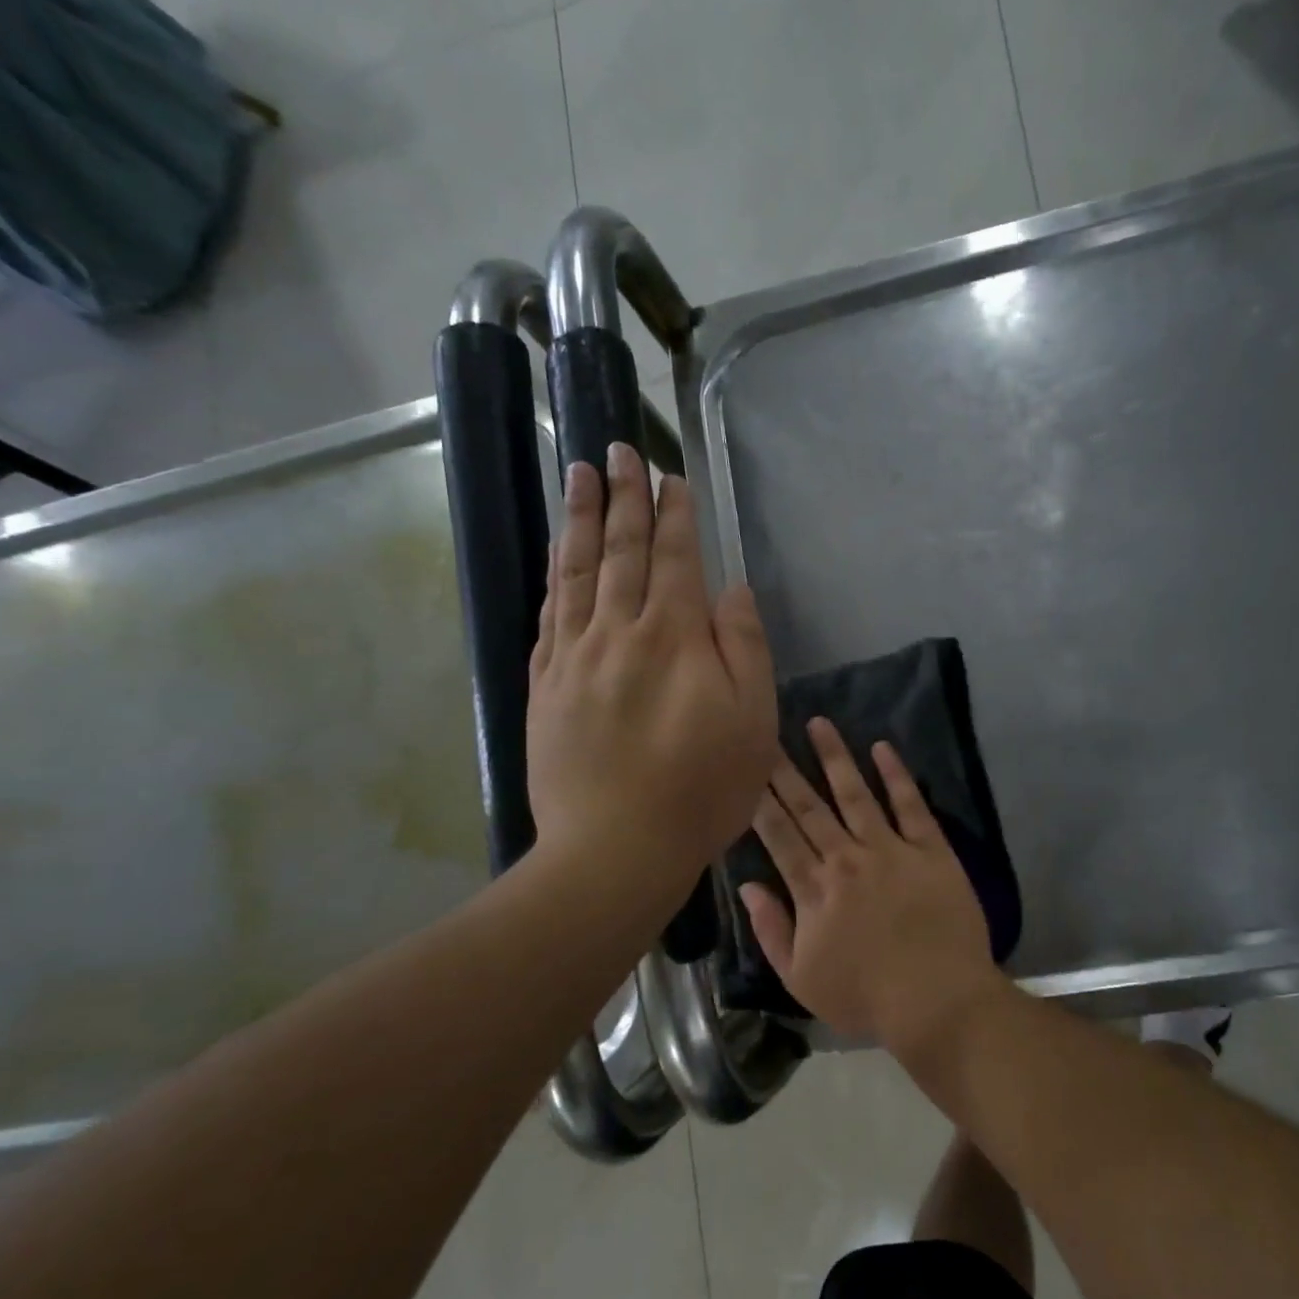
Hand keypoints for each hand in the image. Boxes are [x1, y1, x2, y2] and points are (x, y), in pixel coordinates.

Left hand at [525, 441, 777, 897]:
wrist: (617, 847)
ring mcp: (574, 658)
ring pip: (576, 573)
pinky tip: (557, 557)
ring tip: (579, 476)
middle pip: (621, 552)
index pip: (673, 559)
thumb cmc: (702, 788)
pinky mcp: (545, 687)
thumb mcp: (752, 721)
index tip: (670, 478)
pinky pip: (548, 616)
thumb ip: (744, 648)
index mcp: (674, 638)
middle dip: (624, 498)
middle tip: (617, 451)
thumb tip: (732, 589)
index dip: (674, 515)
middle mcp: (618, 632)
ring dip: (581, 520)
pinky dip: (555, 577)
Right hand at [739, 719, 997, 1049]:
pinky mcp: (931, 849)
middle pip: (809, 806)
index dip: (760, 799)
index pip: (779, 834)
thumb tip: (748, 886)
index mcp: (813, 889)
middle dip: (786, 769)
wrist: (938, 999)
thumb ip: (771, 930)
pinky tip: (882, 747)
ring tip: (819, 723)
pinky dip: (896, 775)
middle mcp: (846, 858)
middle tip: (769, 732)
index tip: (746, 767)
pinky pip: (910, 805)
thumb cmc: (866, 997)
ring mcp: (890, 849)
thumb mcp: (800, 979)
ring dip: (835, 757)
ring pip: (855, 794)